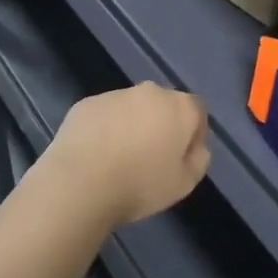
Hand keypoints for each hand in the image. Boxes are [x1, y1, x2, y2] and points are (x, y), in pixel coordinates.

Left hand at [37, 82, 210, 228]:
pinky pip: (105, 114)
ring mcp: (115, 95)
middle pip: (164, 105)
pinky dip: (105, 128)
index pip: (198, 111)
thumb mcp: (184, 184)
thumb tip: (195, 148)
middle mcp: (150, 92)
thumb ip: (198, 160)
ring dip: (132, 125)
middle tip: (152, 158)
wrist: (79, 183)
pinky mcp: (86, 104)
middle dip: (162, 125)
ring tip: (120, 159)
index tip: (183, 158)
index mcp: (179, 107)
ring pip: (132, 108)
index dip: (194, 134)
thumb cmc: (140, 185)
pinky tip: (96, 155)